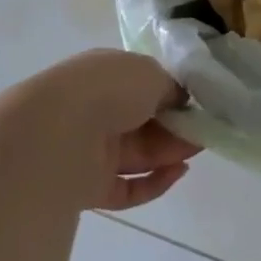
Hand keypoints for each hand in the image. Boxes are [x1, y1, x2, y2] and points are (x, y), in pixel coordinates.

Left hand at [17, 50, 201, 211]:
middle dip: (175, 126)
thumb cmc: (108, 89)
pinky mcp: (88, 187)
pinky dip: (154, 182)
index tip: (196, 106)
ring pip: (137, 153)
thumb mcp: (151, 73)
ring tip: (196, 150)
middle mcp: (95, 109)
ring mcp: (89, 149)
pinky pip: (127, 186)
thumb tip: (178, 100)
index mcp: (104, 74)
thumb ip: (170, 87)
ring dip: (169, 152)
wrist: (57, 133)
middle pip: (143, 121)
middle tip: (203, 132)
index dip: (171, 95)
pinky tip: (177, 173)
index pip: (142, 84)